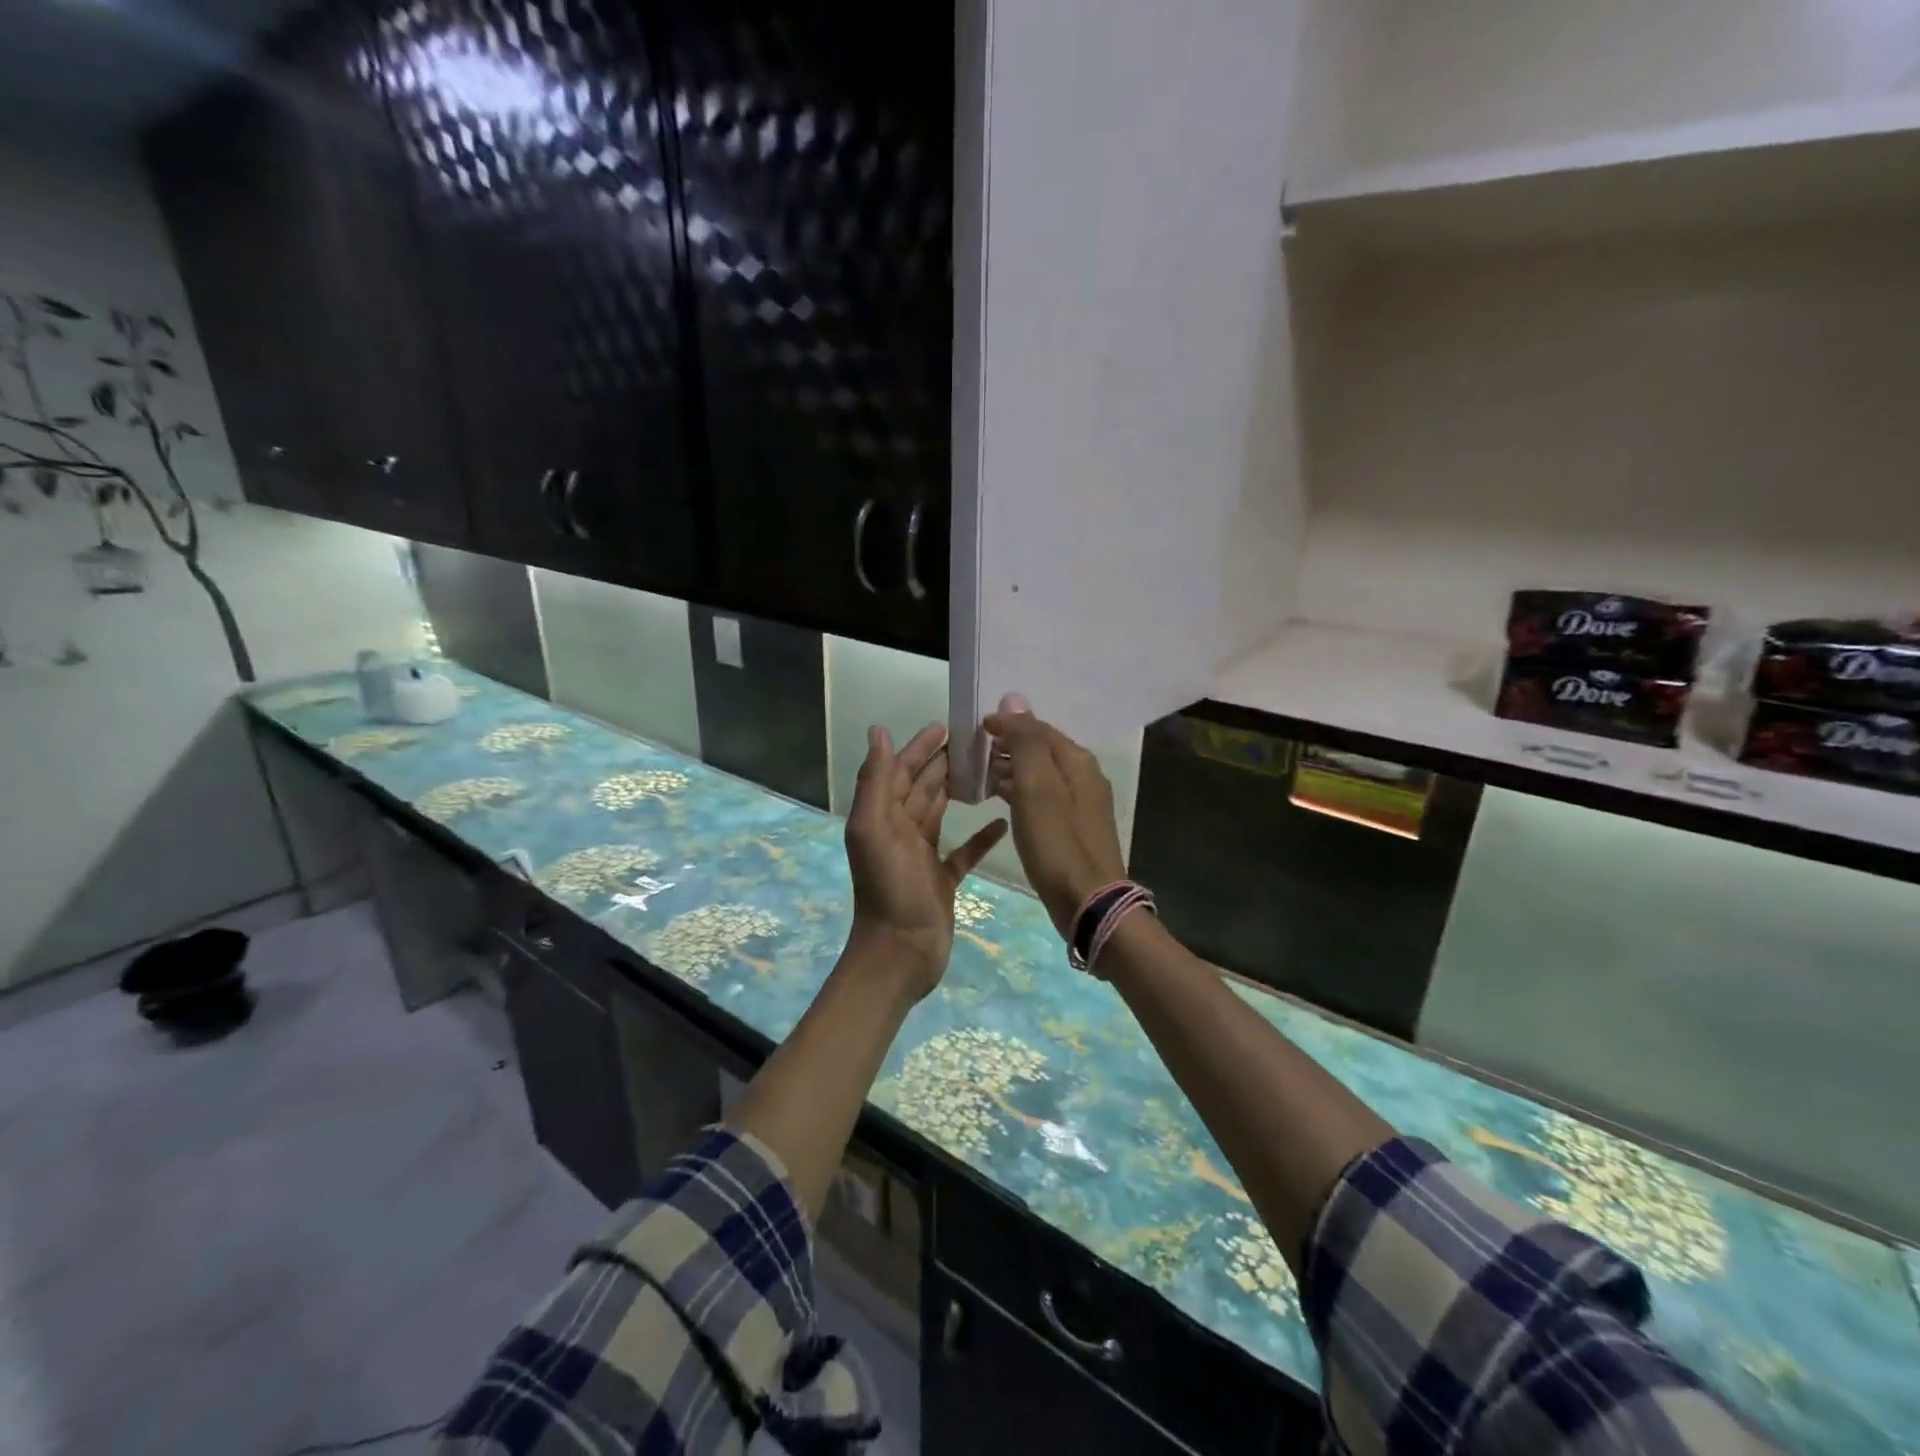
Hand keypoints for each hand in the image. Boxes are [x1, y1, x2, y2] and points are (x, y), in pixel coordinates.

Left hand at [845, 722, 1007, 999]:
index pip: (900, 771)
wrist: (900, 953)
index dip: (919, 747)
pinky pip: (964, 851)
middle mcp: (899, 831)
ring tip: (989, 770)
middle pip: (923, 787)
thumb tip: (878, 731)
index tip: (945, 726)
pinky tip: (1003, 823)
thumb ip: (875, 781)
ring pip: (941, 813)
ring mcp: (921, 856)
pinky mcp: (942, 880)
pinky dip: (981, 837)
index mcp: (882, 816)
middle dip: (943, 763)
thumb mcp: (875, 829)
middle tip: (976, 742)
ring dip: (960, 791)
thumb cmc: (889, 888)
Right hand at [984, 695, 1127, 938]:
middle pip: (1041, 749)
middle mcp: (1084, 776)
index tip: (976, 728)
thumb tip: (1014, 699)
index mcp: (1077, 761)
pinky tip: (1001, 802)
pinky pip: (1043, 797)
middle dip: (1009, 745)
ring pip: (1041, 774)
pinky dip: (1021, 792)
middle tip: (974, 752)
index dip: (1007, 724)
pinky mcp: (1073, 828)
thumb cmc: (1057, 842)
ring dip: (1012, 769)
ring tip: (980, 775)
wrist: (1089, 901)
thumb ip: (1026, 741)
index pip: (1038, 728)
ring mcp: (1081, 803)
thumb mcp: (1036, 787)